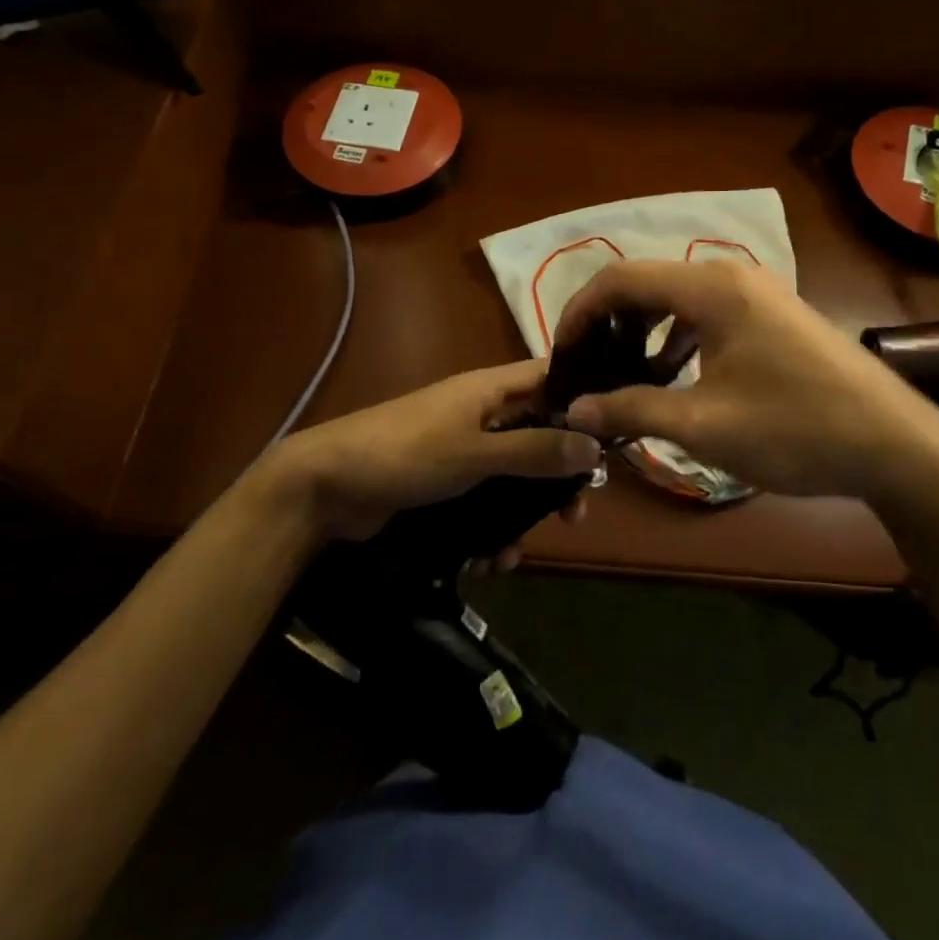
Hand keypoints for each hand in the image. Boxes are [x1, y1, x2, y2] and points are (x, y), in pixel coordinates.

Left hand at [274, 359, 602, 550]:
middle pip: (537, 433)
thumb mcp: (475, 453)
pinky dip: (491, 529)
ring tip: (520, 552)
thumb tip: (595, 446)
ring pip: (512, 475)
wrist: (326, 487)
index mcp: (489, 389)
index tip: (612, 435)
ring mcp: (461, 449)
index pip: (549, 377)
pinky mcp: (444, 483)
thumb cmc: (406, 454)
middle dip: (557, 474)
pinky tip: (489, 562)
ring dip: (521, 513)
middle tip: (576, 512)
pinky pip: (484, 502)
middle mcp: (480, 413)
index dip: (582, 398)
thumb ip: (534, 451)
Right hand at [556, 261, 938, 538]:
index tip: (562, 354)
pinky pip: (708, 314)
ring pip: (678, 299)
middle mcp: (731, 276)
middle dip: (609, 323)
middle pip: (648, 283)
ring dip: (644, 332)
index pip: (620, 279)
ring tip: (625, 376)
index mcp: (711, 288)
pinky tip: (674, 377)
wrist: (898, 447)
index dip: (580, 312)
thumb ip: (631, 409)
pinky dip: (679, 339)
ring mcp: (758, 293)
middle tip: (588, 367)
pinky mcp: (774, 315)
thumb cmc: (796, 431)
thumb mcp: (703, 425)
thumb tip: (575, 408)